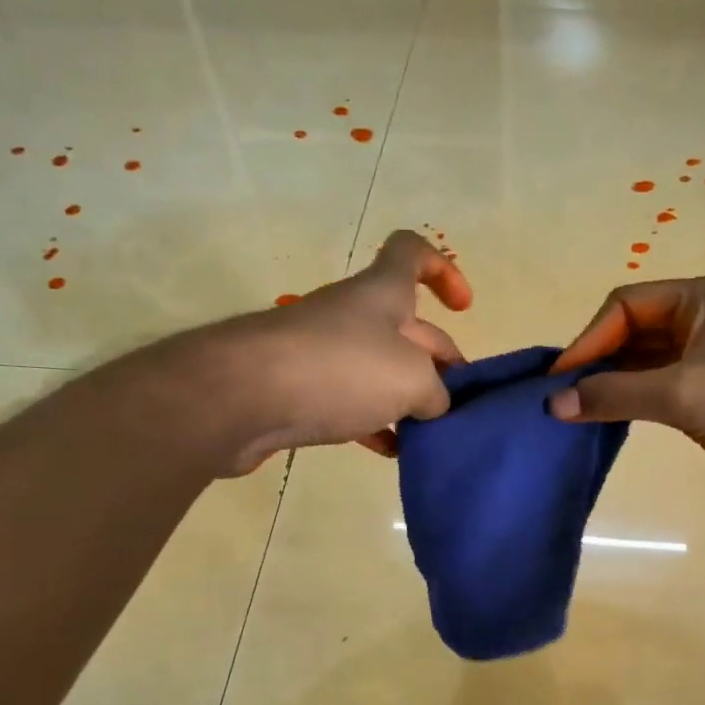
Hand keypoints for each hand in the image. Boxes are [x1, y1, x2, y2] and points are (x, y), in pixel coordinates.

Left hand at [209, 230, 471, 472]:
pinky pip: (348, 402)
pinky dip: (373, 423)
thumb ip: (436, 391)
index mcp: (382, 293)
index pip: (412, 252)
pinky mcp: (299, 390)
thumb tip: (432, 406)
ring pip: (378, 369)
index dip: (443, 270)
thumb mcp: (412, 379)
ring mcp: (322, 353)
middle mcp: (352, 315)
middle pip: (407, 327)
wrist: (241, 398)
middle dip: (439, 362)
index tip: (463, 308)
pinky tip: (390, 452)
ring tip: (431, 434)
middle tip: (459, 404)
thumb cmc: (339, 370)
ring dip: (407, 398)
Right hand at [548, 273, 704, 513]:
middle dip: (600, 361)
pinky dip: (642, 395)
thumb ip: (614, 395)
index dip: (588, 340)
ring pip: (652, 356)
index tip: (558, 382)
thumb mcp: (682, 397)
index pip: (627, 304)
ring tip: (584, 410)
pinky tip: (620, 416)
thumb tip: (553, 403)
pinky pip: (670, 379)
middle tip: (565, 399)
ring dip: (618, 380)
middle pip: (638, 327)